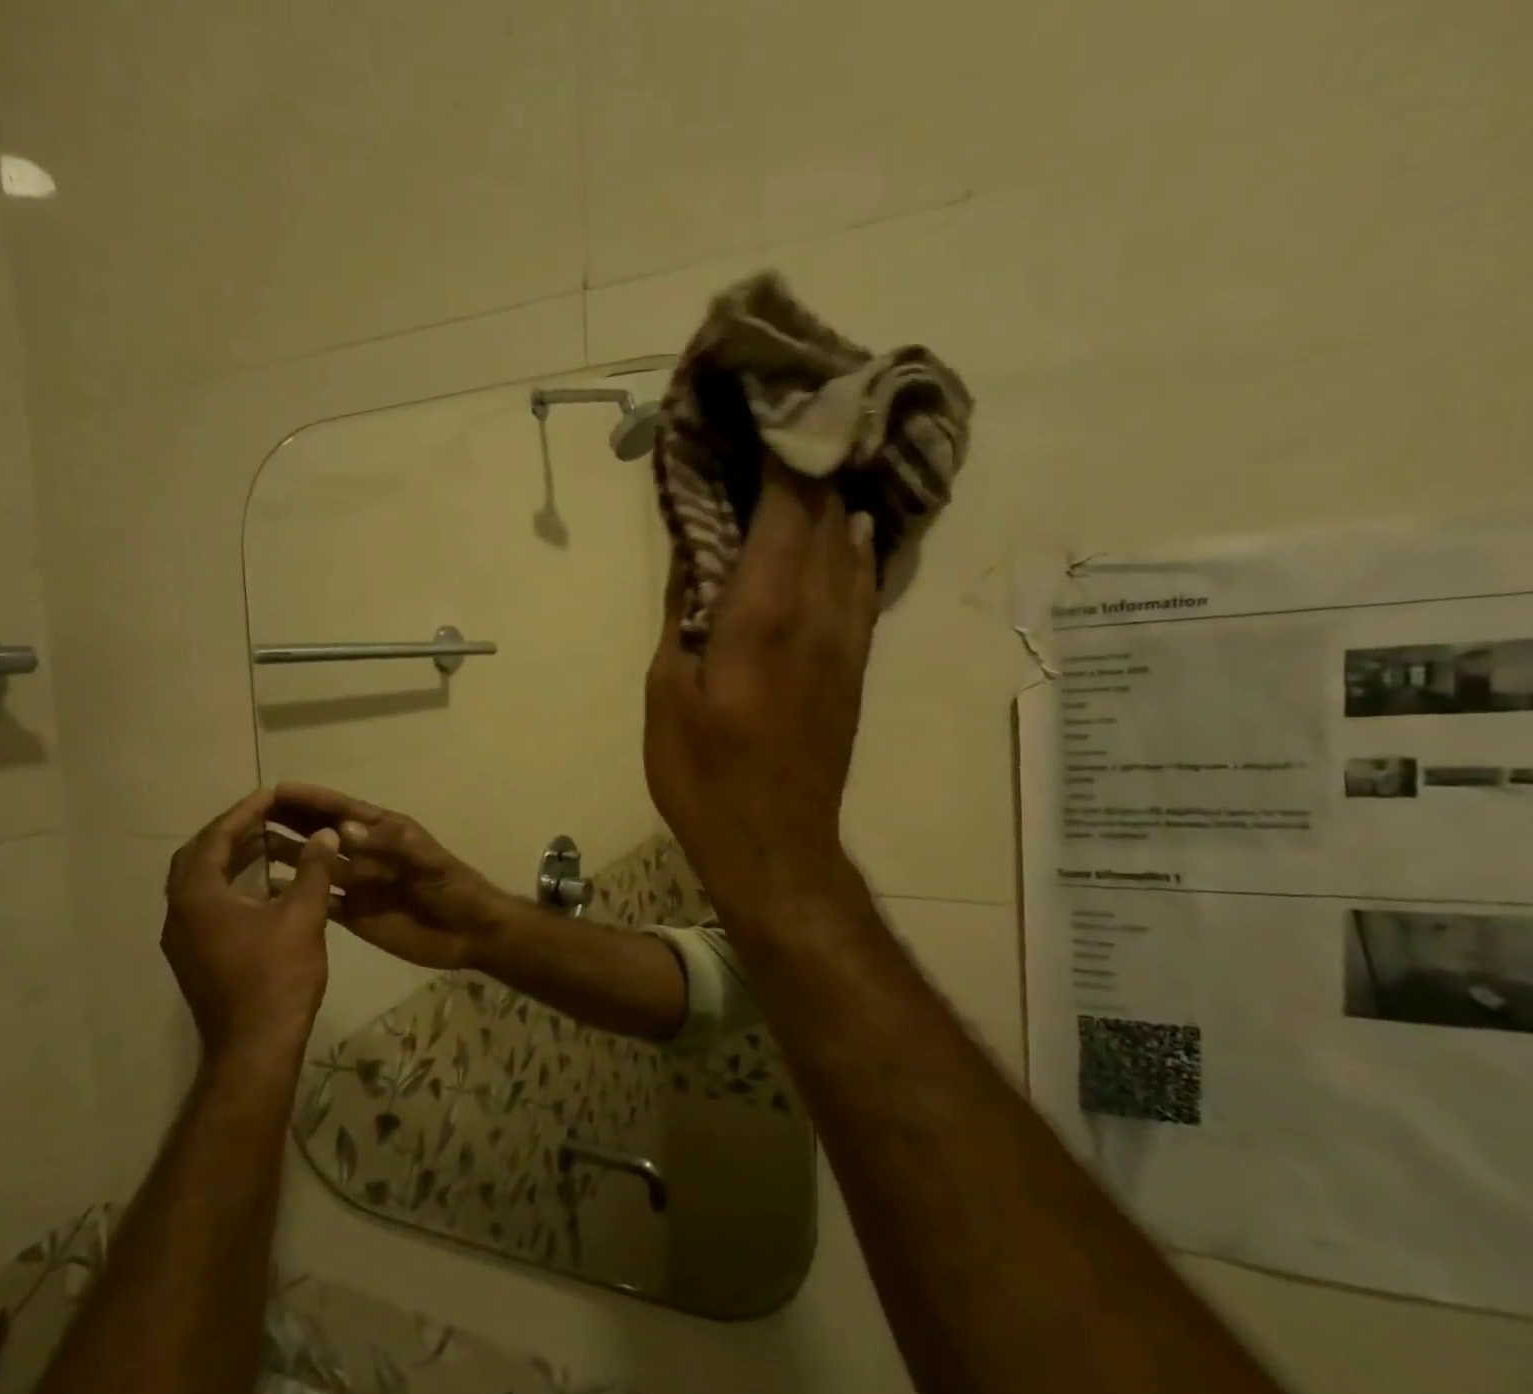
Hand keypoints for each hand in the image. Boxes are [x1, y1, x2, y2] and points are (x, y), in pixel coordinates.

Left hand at [161, 787, 336, 1063]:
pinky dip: (232, 884)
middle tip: (265, 815)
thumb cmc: (278, 977)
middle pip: (197, 857)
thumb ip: (314, 869)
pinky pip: (208, 904)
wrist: (256, 1047)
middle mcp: (180, 914)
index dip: (244, 812)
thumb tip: (325, 834)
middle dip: (230, 832)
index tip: (271, 794)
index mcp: (198, 898)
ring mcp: (184, 940)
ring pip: (200, 883)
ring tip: (269, 842)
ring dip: (230, 858)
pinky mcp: (197, 957)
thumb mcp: (303, 915)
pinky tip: (267, 886)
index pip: (215, 839)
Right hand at [270, 782, 510, 971]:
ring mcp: (359, 884)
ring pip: (316, 865)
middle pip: (323, 833)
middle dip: (291, 820)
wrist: (469, 932)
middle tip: (250, 813)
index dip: (312, 799)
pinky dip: (297, 893)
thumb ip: (390, 845)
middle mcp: (366, 854)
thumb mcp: (428, 861)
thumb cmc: (454, 888)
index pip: (342, 810)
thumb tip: (343, 829)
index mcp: (385, 833)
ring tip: (249, 847)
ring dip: (288, 854)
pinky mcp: (355, 914)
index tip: (277, 789)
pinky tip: (267, 890)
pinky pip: (320, 900)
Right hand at [645, 459, 879, 927]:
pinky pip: (864, 590)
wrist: (775, 845)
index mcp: (763, 616)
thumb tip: (694, 554)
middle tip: (792, 424)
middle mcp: (817, 615)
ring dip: (837, 502)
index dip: (783, 456)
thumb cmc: (705, 775)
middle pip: (826, 519)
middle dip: (811, 466)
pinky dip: (856, 550)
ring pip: (854, 549)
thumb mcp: (668, 694)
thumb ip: (682, 616)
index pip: (786, 510)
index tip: (773, 409)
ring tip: (820, 464)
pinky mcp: (856, 668)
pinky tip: (850, 532)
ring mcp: (846, 642)